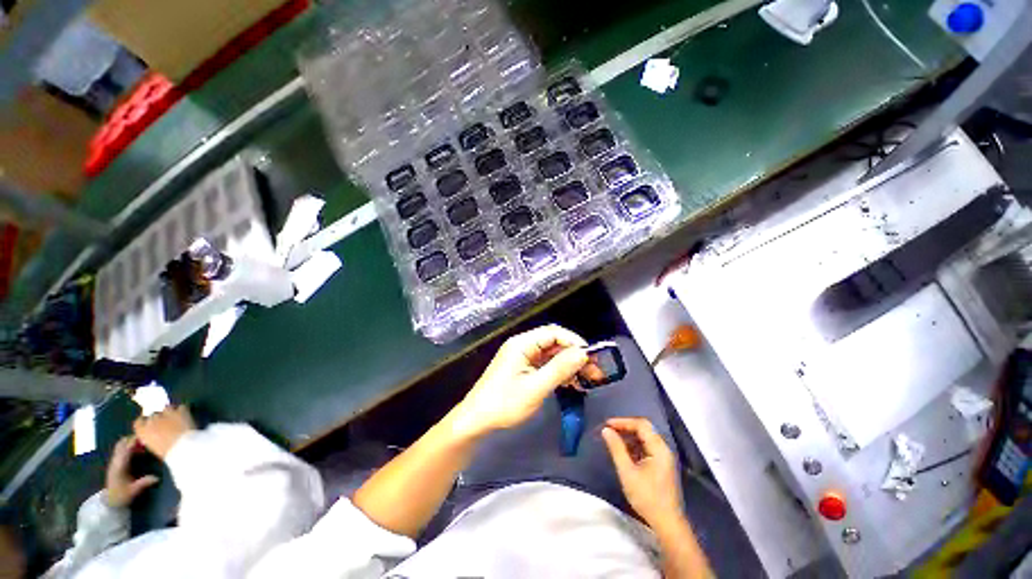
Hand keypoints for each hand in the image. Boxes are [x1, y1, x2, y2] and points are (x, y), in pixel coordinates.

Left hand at [104, 436, 158, 507]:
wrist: (110, 501)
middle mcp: (115, 461)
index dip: (135, 441)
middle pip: (121, 444)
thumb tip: (157, 477)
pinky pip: (121, 450)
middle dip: (132, 439)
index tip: (146, 437)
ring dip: (130, 442)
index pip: (127, 448)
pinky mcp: (115, 464)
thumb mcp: (133, 491)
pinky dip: (128, 447)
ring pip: (120, 446)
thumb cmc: (121, 495)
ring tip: (143, 443)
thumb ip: (144, 483)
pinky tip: (137, 451)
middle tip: (145, 438)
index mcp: (120, 465)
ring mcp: (114, 462)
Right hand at [133, 405, 195, 459]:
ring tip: (177, 420)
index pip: (139, 421)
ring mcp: (166, 414)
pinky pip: (181, 408)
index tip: (151, 424)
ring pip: (167, 408)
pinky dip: (183, 411)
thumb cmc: (168, 452)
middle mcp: (152, 420)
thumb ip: (152, 438)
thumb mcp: (154, 447)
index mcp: (142, 431)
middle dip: (160, 418)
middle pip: (154, 414)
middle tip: (168, 424)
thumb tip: (154, 434)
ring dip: (170, 413)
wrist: (183, 447)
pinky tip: (186, 417)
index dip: (146, 422)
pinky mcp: (180, 411)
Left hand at [453, 325, 588, 436]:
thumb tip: (583, 353)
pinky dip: (558, 372)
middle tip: (594, 372)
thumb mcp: (536, 387)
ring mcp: (522, 357)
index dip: (574, 342)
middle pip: (553, 343)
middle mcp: (522, 345)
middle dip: (574, 355)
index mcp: (522, 344)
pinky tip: (571, 383)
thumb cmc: (504, 404)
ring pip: (551, 354)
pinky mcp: (522, 368)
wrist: (476, 421)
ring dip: (568, 365)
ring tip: (587, 380)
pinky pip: (544, 365)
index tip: (591, 358)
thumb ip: (560, 368)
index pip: (553, 332)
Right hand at [602, 417, 682, 526]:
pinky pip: (647, 448)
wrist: (667, 523)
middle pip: (644, 429)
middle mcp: (664, 449)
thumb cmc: (647, 497)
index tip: (607, 424)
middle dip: (626, 427)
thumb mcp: (627, 472)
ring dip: (629, 436)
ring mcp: (664, 458)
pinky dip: (635, 446)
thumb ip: (616, 448)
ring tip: (614, 440)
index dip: (623, 422)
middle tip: (609, 430)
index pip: (641, 425)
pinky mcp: (662, 465)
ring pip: (646, 438)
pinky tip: (624, 452)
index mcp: (659, 448)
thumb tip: (606, 430)